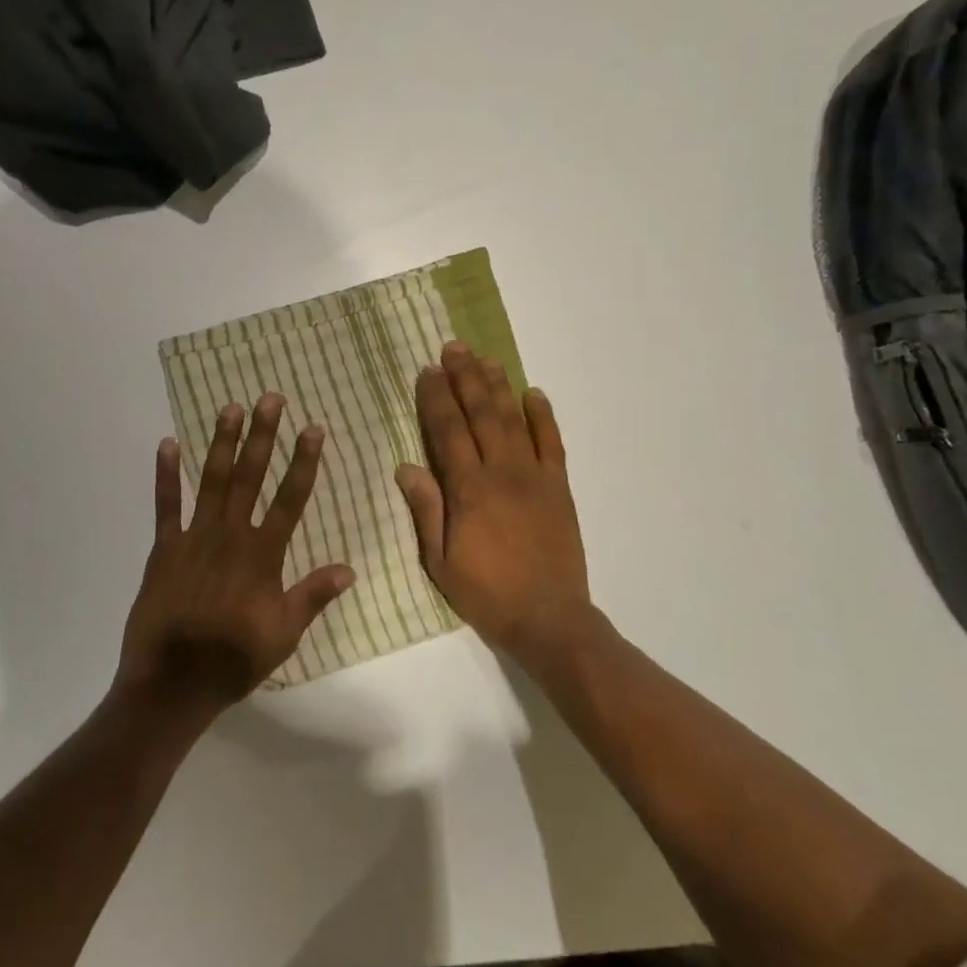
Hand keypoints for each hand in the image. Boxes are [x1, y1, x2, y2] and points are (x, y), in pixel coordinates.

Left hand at [117, 394, 356, 717]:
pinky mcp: (164, 548)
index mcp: (263, 555)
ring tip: (230, 408)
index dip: (303, 462)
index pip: (291, 499)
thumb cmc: (234, 659)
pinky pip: (165, 505)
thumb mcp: (284, 634)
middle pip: (250, 477)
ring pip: (211, 480)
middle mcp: (231, 536)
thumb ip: (314, 596)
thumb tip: (350, 569)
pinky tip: (168, 444)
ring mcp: (194, 538)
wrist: (173, 682)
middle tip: (270, 399)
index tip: (313, 429)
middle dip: (263, 436)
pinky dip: (166, 474)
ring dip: (221, 442)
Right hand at [396, 342, 589, 661]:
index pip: (449, 432)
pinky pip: (553, 443)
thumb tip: (406, 466)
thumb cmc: (486, 592)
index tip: (428, 371)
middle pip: (481, 415)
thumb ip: (426, 510)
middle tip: (454, 348)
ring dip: (498, 387)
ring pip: (514, 421)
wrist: (548, 618)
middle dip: (465, 379)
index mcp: (469, 490)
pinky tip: (533, 393)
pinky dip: (543, 416)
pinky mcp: (560, 487)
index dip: (437, 399)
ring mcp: (535, 477)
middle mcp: (502, 473)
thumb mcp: (440, 561)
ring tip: (485, 359)